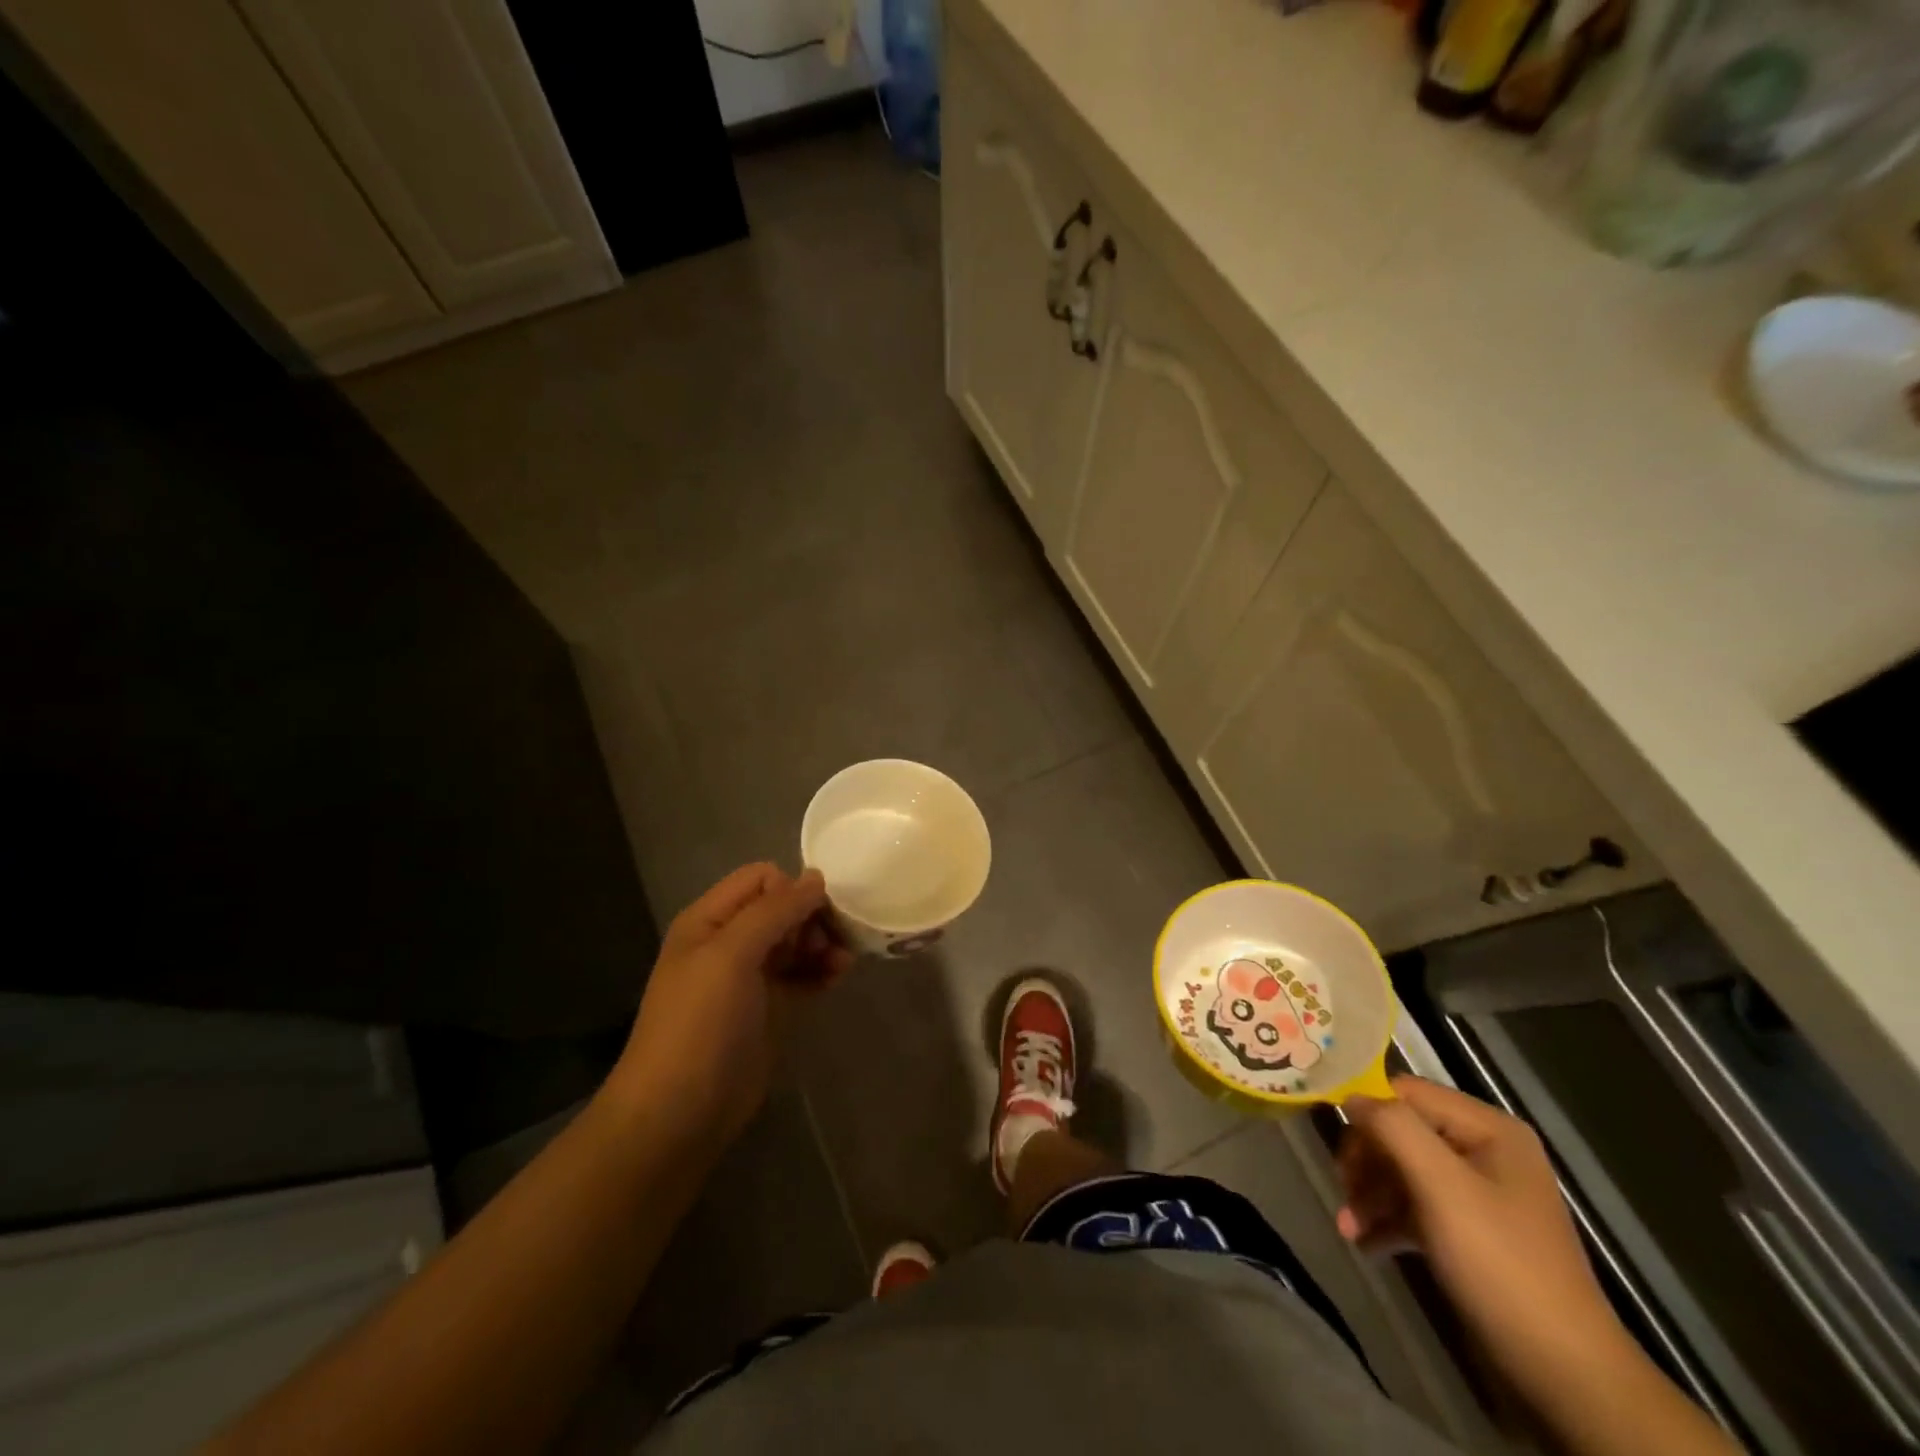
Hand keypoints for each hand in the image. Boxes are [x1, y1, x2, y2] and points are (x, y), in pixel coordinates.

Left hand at [611, 863, 851, 1144]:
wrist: (679, 1113)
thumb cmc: (700, 1024)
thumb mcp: (731, 955)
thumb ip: (774, 911)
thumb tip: (816, 877)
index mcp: (710, 920)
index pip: (760, 878)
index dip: (791, 889)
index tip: (814, 915)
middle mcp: (729, 941)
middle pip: (782, 908)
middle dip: (812, 917)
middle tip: (832, 942)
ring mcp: (749, 977)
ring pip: (796, 940)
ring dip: (822, 943)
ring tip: (842, 962)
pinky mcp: (769, 1008)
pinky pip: (802, 974)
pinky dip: (822, 970)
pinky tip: (839, 976)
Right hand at [1337, 1076, 1634, 1406]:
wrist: (1563, 1375)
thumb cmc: (1499, 1264)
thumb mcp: (1441, 1186)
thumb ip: (1392, 1127)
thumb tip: (1351, 1097)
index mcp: (1489, 1129)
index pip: (1406, 1093)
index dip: (1367, 1113)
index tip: (1339, 1149)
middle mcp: (1485, 1151)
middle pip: (1401, 1132)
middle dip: (1368, 1162)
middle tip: (1344, 1190)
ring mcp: (1479, 1194)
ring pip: (1403, 1170)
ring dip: (1370, 1194)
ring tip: (1348, 1227)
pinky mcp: (1470, 1232)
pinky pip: (1416, 1207)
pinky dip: (1388, 1221)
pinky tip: (1366, 1244)